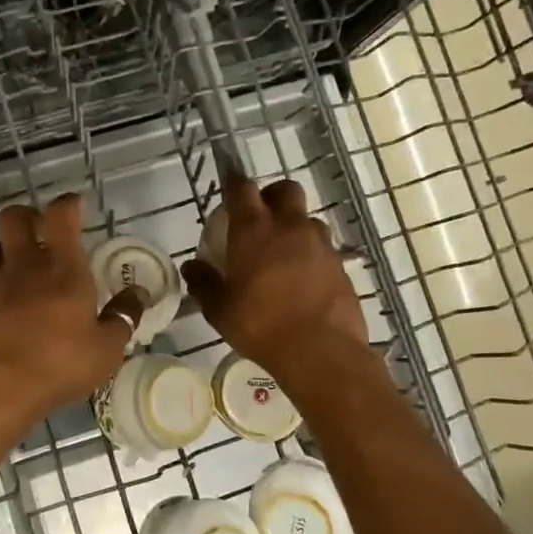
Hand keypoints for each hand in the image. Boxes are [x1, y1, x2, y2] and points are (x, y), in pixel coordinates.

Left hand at [0, 193, 146, 419]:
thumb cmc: (59, 365)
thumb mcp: (105, 349)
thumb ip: (122, 317)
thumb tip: (138, 294)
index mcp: (62, 269)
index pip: (62, 216)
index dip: (67, 205)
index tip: (73, 205)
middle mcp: (21, 267)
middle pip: (14, 219)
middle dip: (25, 217)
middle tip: (37, 232)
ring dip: (0, 254)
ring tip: (11, 274)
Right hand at [183, 172, 369, 381]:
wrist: (321, 351)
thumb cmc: (261, 325)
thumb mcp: (219, 310)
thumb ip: (204, 283)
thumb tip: (192, 267)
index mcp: (254, 230)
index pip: (242, 188)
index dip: (233, 182)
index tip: (227, 184)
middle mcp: (289, 226)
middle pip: (285, 190)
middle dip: (271, 195)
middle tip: (259, 216)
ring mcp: (320, 244)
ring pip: (307, 218)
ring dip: (293, 225)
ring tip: (282, 252)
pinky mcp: (340, 264)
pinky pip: (322, 247)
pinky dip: (310, 253)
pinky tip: (301, 278)